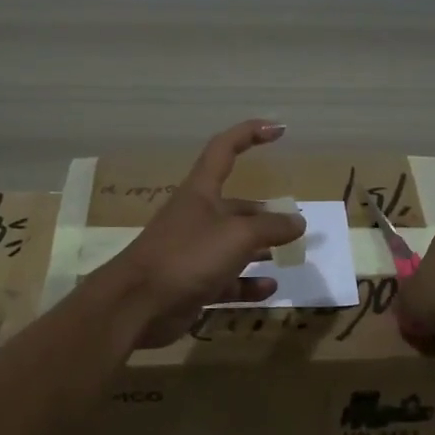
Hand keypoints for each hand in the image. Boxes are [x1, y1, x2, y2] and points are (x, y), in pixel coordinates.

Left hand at [96, 119, 306, 349]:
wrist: (136, 305)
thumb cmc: (187, 256)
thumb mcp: (237, 236)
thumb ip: (271, 227)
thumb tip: (298, 222)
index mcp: (201, 192)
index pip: (225, 149)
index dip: (250, 134)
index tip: (279, 129)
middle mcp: (197, 217)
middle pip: (236, 207)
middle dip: (265, 214)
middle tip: (294, 226)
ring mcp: (194, 252)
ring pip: (234, 246)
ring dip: (260, 250)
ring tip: (288, 256)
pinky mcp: (193, 283)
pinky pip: (228, 280)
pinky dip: (248, 283)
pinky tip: (270, 287)